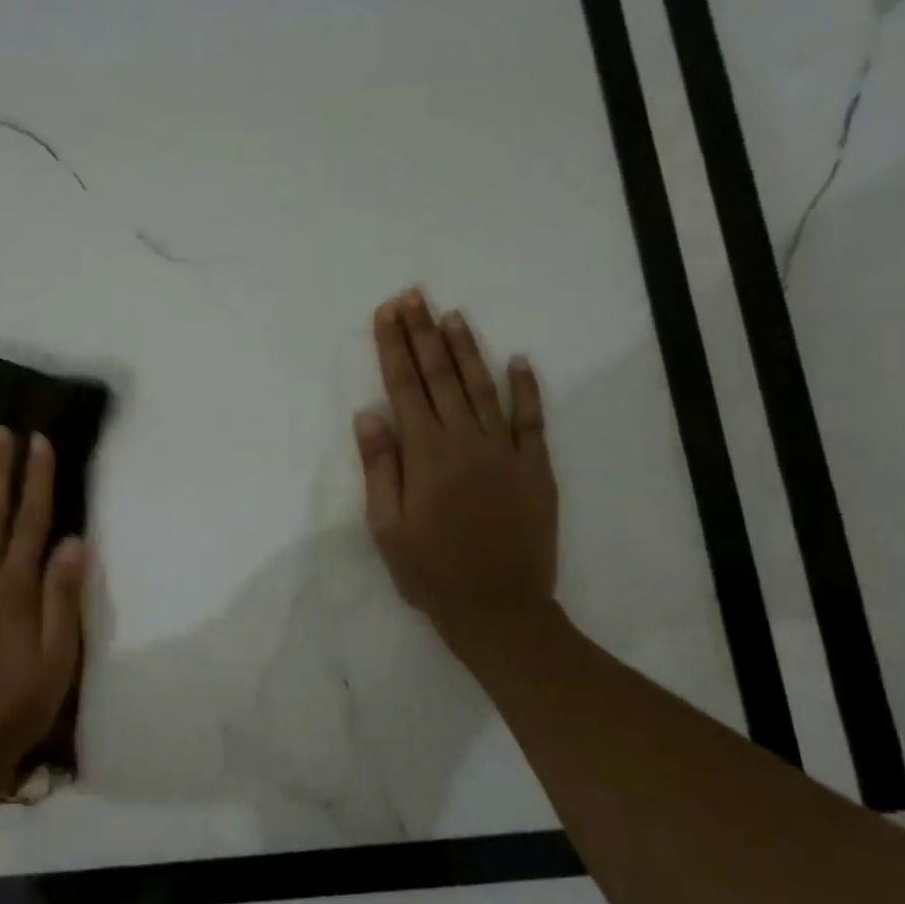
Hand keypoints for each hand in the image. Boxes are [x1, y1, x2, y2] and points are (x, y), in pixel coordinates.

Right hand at [354, 287, 558, 645]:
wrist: (498, 607)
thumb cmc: (430, 571)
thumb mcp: (386, 526)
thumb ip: (380, 467)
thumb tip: (369, 415)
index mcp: (425, 454)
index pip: (404, 387)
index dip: (393, 347)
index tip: (386, 313)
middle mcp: (465, 441)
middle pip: (441, 376)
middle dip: (424, 333)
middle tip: (413, 296)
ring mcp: (505, 451)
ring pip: (483, 387)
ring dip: (466, 348)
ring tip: (453, 315)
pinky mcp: (535, 468)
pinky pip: (531, 419)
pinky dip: (525, 388)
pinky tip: (518, 360)